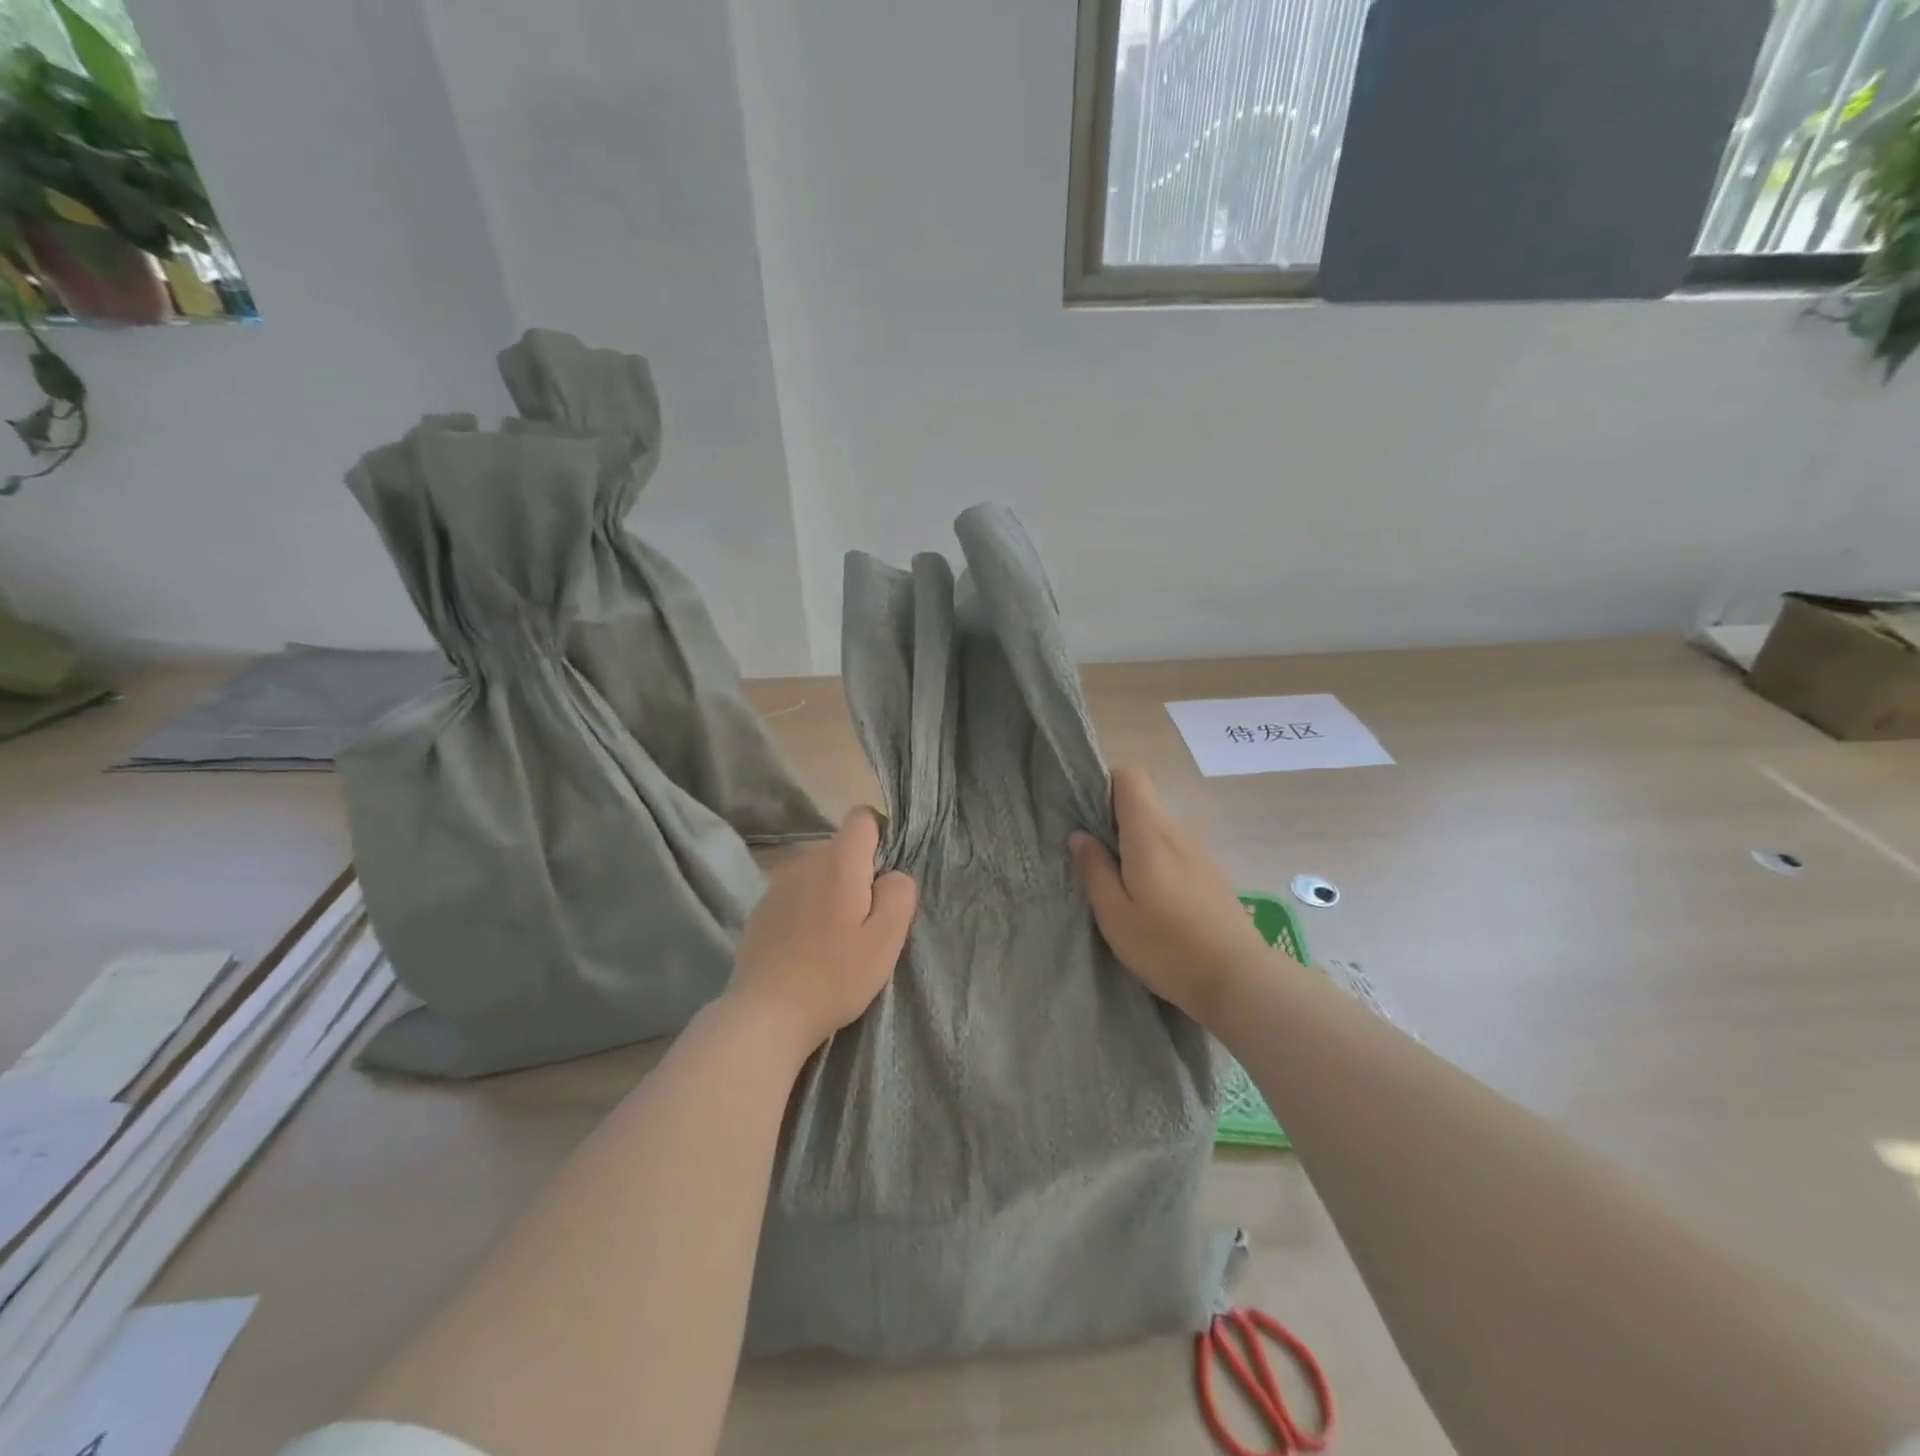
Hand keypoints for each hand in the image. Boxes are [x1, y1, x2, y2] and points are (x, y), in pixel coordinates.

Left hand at [727, 807, 917, 1054]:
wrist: (766, 1013)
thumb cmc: (835, 976)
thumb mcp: (886, 940)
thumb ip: (899, 894)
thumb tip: (894, 874)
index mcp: (839, 862)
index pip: (862, 817)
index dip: (881, 834)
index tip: (887, 874)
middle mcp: (806, 862)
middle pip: (841, 847)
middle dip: (859, 871)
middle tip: (867, 920)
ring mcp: (778, 884)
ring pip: (818, 871)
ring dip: (833, 890)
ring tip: (837, 937)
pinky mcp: (761, 909)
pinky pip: (797, 893)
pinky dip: (808, 908)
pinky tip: (808, 946)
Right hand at [1069, 766, 1272, 1026]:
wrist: (1240, 980)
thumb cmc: (1168, 947)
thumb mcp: (1115, 915)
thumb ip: (1094, 870)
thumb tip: (1079, 836)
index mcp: (1149, 834)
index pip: (1130, 776)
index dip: (1104, 785)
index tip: (1085, 816)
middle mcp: (1177, 833)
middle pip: (1142, 803)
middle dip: (1113, 821)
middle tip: (1094, 860)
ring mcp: (1199, 853)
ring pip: (1158, 829)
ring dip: (1134, 845)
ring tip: (1120, 886)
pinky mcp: (1212, 874)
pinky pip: (1174, 851)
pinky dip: (1156, 862)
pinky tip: (1152, 902)